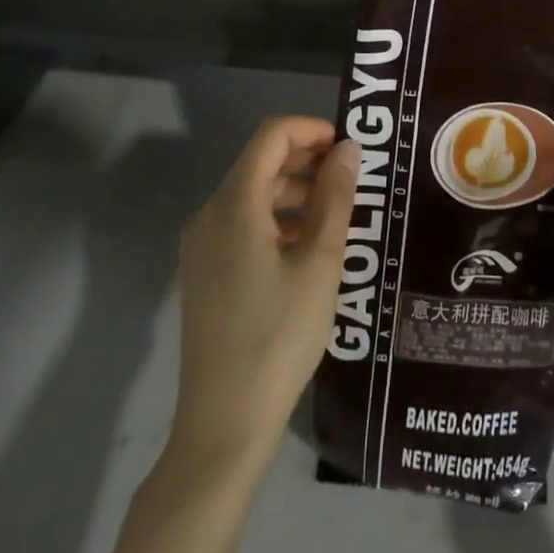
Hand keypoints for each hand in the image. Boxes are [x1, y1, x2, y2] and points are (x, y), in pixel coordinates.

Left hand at [170, 117, 359, 469]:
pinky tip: (307, 247)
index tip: (349, 146)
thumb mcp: (320, 263)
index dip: (311, 129)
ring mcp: (202, 245)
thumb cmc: (279, 336)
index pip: (272, 136)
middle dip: (307, 160)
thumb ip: (335, 198)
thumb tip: (348, 149)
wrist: (224, 424)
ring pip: (253, 195)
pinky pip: (242, 224)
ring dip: (295, 191)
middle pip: (261, 163)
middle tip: (352, 179)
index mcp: (234, 204)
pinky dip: (277, 220)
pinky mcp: (204, 272)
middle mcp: (210, 214)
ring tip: (337, 214)